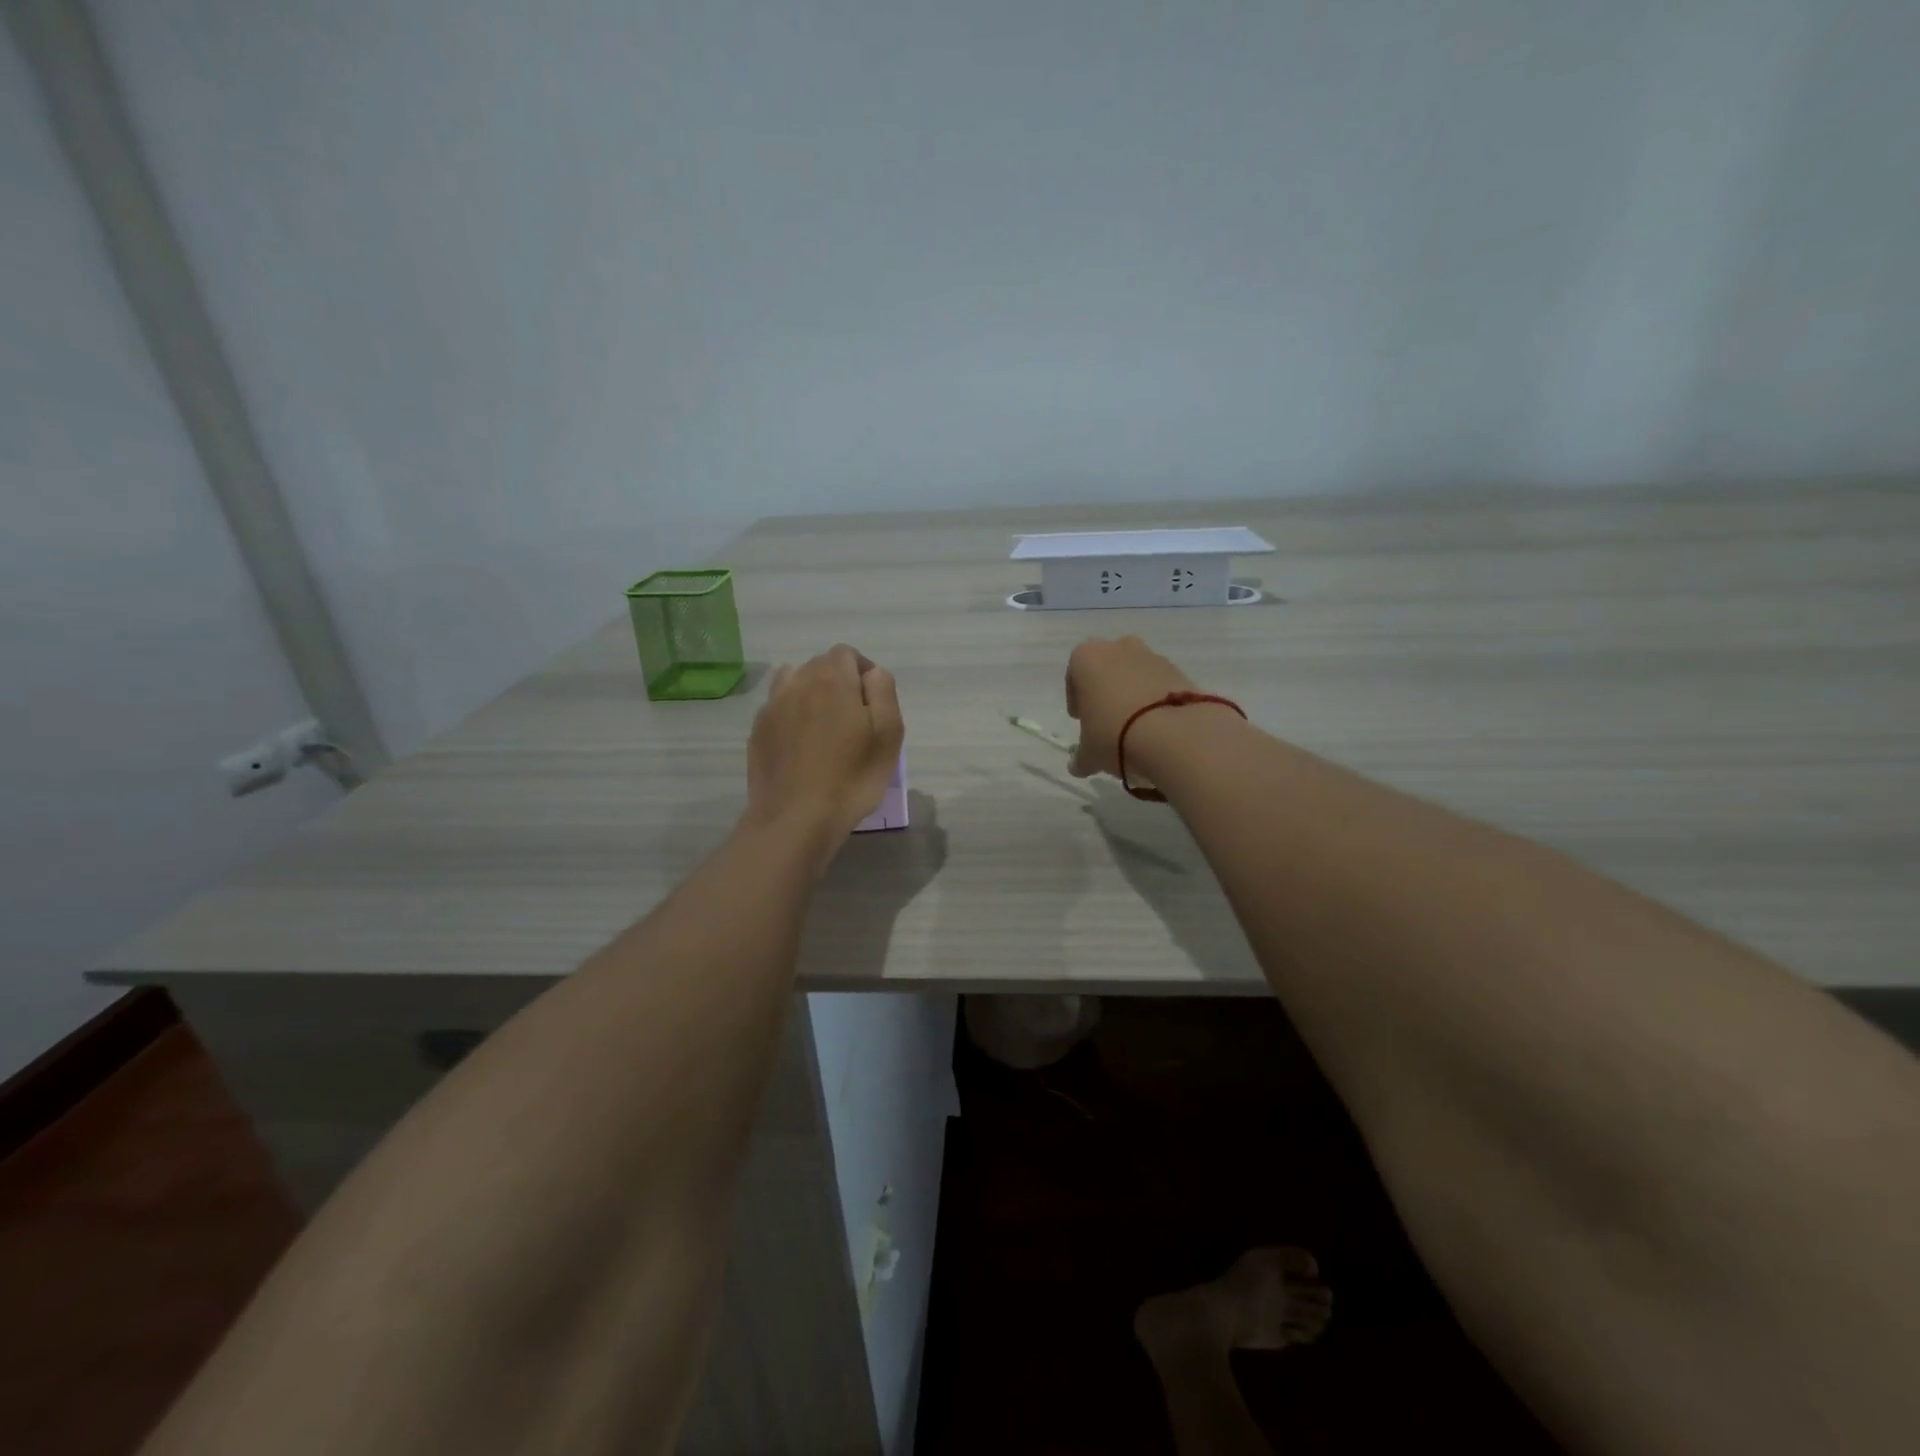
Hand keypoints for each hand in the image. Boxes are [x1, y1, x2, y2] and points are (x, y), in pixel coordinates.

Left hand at [747, 644, 903, 865]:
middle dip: (838, 681)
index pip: (846, 654)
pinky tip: (802, 745)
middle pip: (819, 665)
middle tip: (853, 718)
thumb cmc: (851, 777)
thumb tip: (872, 673)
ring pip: (794, 682)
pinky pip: (778, 708)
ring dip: (811, 693)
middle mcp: (797, 683)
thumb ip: (883, 691)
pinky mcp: (758, 732)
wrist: (795, 819)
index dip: (862, 671)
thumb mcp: (888, 733)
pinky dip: (792, 715)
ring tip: (824, 725)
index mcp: (831, 679)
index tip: (872, 702)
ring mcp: (771, 707)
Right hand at [1063, 636, 1200, 778]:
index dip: (1077, 700)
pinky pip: (1159, 685)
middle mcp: (1118, 648)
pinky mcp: (1180, 671)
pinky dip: (1156, 701)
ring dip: (1132, 695)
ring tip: (1136, 729)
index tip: (1082, 721)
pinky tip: (1157, 727)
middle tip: (1107, 722)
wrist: (1174, 734)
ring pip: (1135, 675)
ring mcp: (1152, 656)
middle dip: (1106, 692)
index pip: (1074, 676)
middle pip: (1107, 670)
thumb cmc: (1114, 734)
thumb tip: (1079, 766)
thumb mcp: (1089, 753)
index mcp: (1087, 658)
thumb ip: (1081, 757)